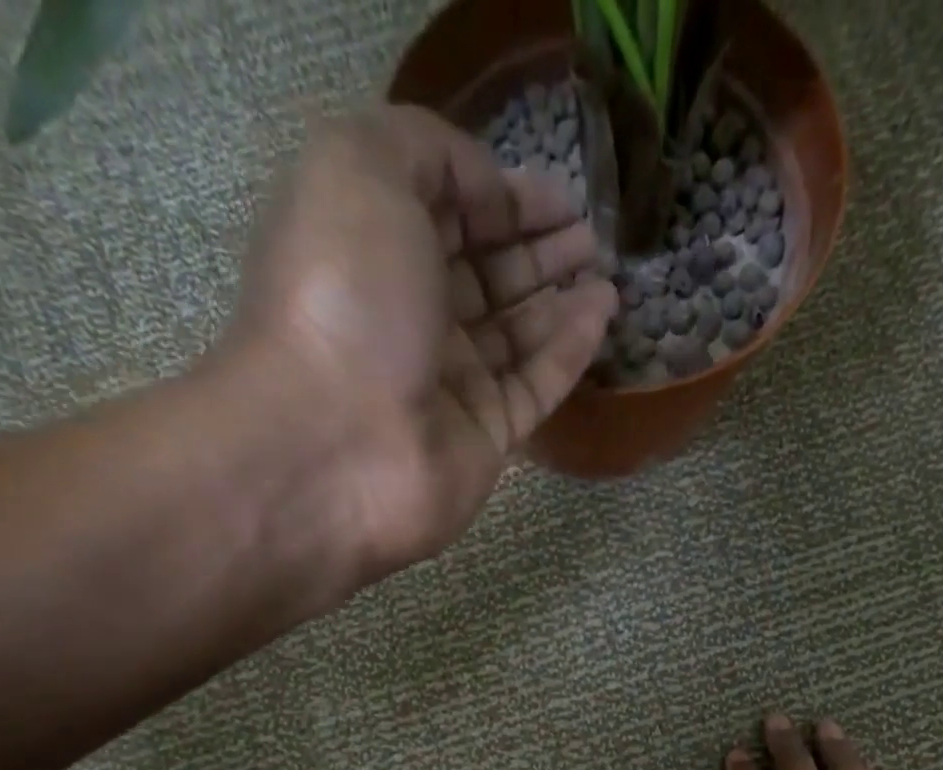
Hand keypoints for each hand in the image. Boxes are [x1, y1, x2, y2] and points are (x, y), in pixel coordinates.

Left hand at [212, 104, 615, 582]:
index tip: (556, 191)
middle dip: (537, 247)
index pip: (444, 215)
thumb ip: (428, 149)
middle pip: (484, 274)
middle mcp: (409, 317)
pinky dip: (570, 349)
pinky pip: (536, 384)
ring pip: (515, 333)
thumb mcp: (360, 167)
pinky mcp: (485, 437)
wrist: (337, 447)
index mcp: (370, 250)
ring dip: (560, 297)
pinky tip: (602, 312)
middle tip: (589, 232)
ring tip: (605, 270)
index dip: (499, 196)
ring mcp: (448, 384)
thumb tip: (492, 192)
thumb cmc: (344, 298)